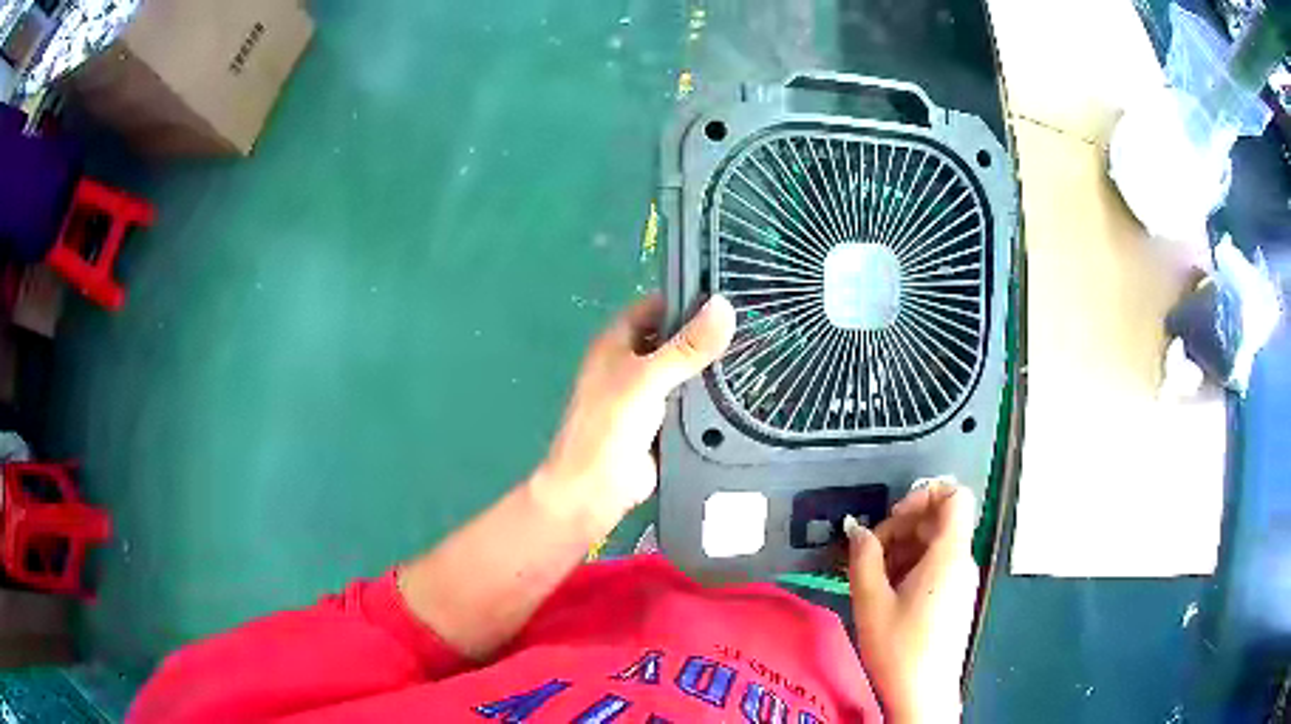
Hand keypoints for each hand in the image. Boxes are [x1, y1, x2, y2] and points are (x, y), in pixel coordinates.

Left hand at [532, 294, 735, 538]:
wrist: (596, 489)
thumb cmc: (609, 426)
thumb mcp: (648, 378)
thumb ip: (687, 346)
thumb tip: (725, 306)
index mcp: (617, 341)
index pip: (657, 305)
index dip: (689, 297)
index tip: (732, 292)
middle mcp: (632, 362)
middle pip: (675, 337)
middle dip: (707, 333)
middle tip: (755, 321)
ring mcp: (648, 393)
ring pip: (686, 370)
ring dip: (712, 365)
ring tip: (760, 349)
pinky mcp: (663, 422)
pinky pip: (692, 400)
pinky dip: (712, 396)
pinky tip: (744, 389)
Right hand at [846, 479, 980, 723]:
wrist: (923, 694)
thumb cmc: (899, 648)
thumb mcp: (871, 601)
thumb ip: (864, 557)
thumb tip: (858, 530)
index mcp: (949, 554)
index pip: (954, 495)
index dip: (923, 494)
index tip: (892, 519)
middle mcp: (962, 561)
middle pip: (938, 521)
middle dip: (901, 528)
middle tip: (868, 555)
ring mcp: (960, 581)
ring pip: (935, 545)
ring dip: (902, 550)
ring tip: (872, 578)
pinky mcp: (955, 598)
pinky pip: (936, 567)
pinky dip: (911, 568)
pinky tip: (886, 594)